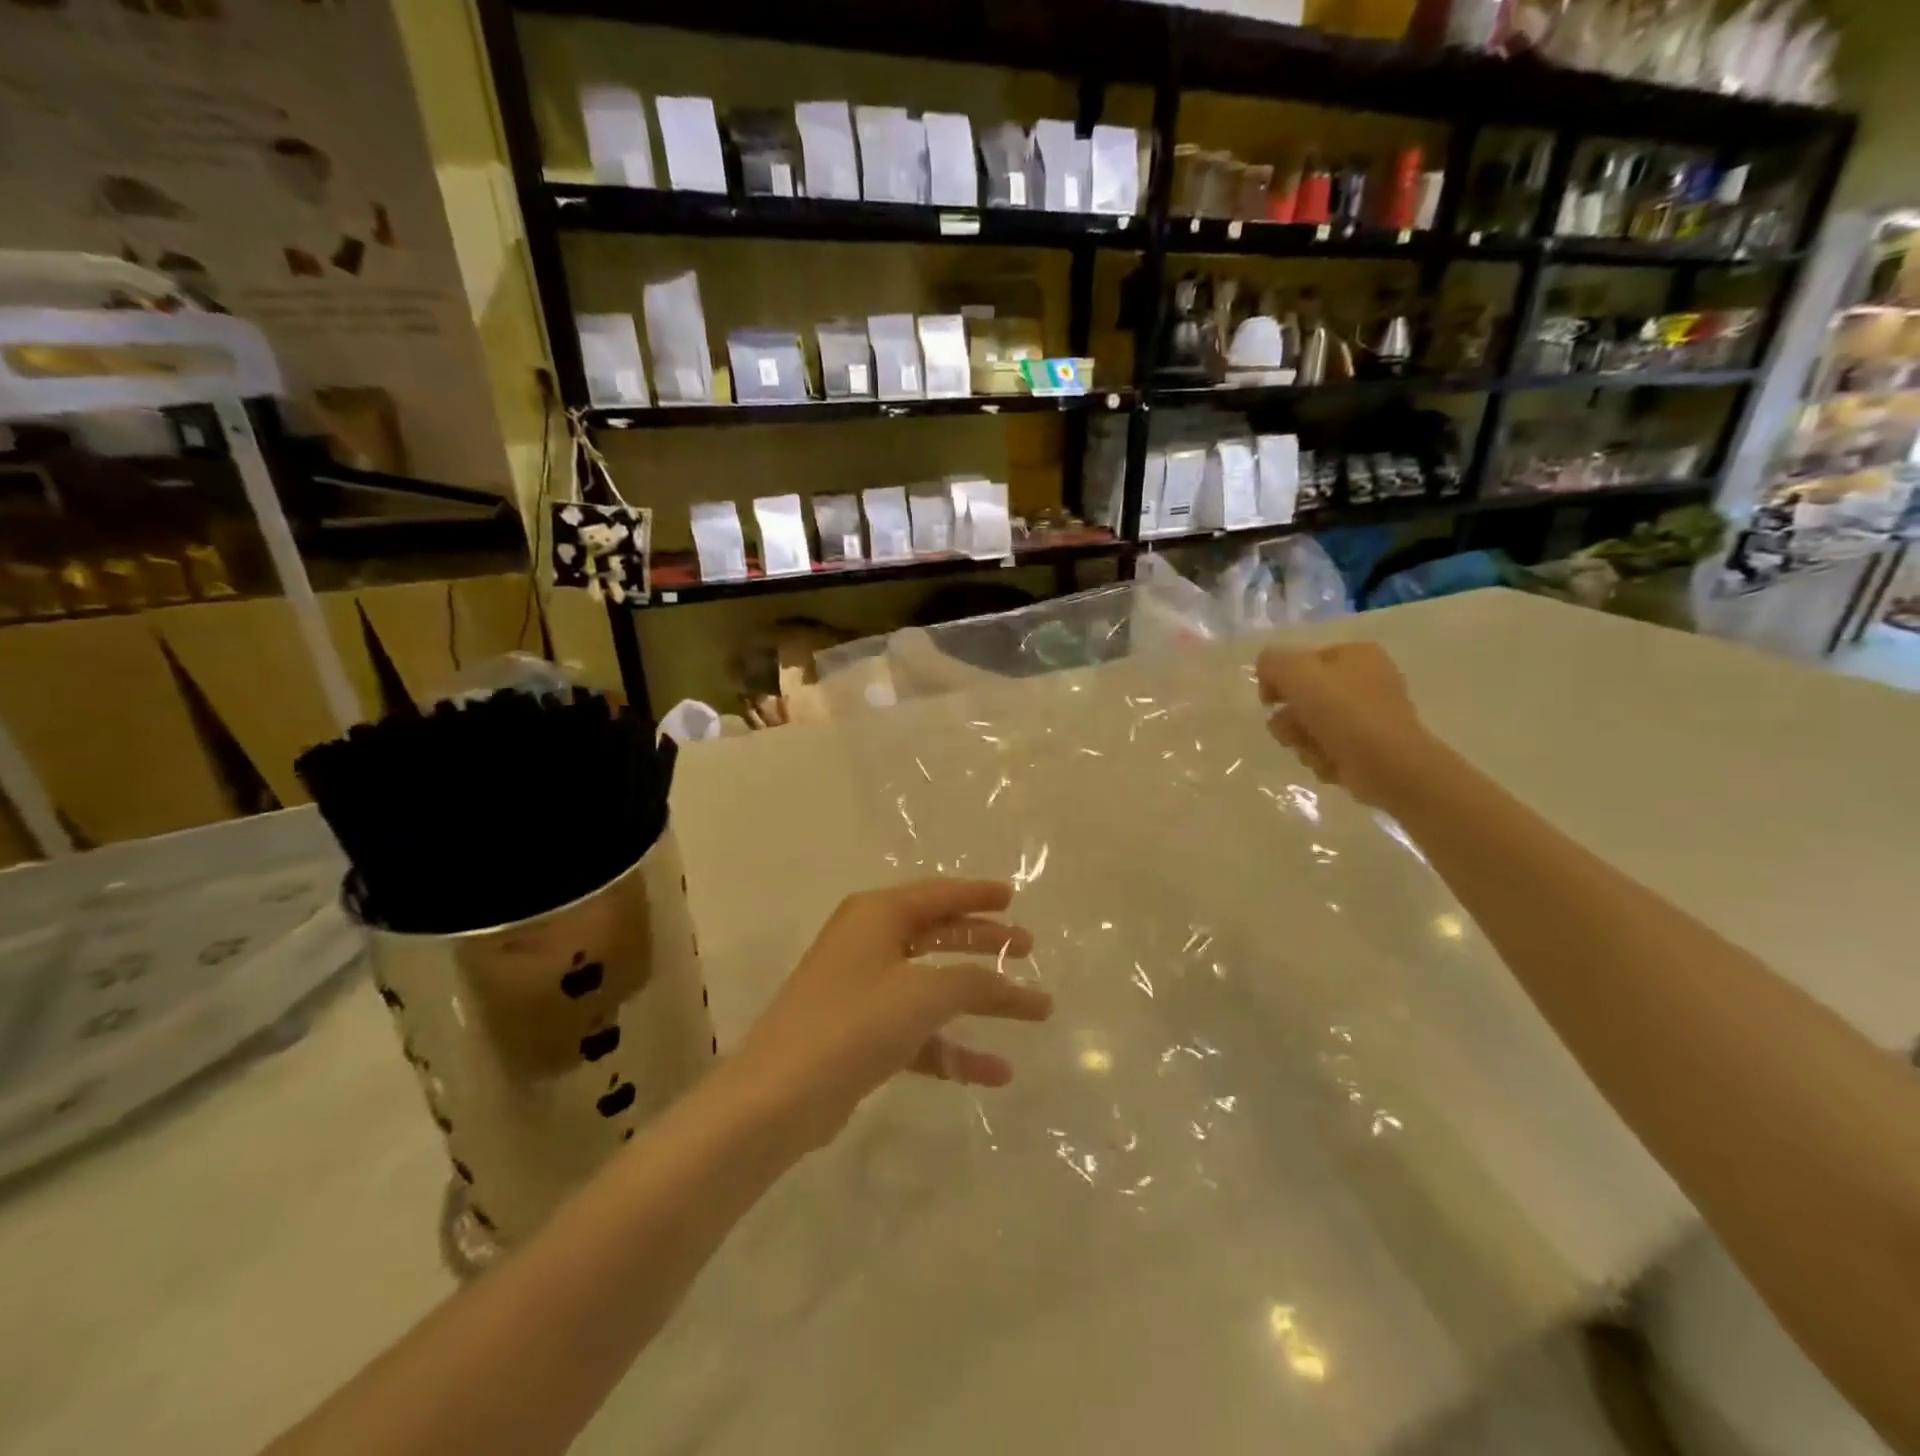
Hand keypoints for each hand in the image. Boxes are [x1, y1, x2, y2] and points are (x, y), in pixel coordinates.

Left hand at [728, 880, 1052, 1148]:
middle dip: (985, 943)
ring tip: (1034, 1010)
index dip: (977, 894)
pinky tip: (995, 1072)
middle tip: (1028, 948)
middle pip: (939, 935)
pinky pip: (919, 1030)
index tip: (1013, 897)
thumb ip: (973, 981)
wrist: (778, 1097)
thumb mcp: (923, 994)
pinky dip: (953, 1047)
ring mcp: (863, 990)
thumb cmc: (854, 1023)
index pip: (938, 894)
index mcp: (877, 915)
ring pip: (934, 985)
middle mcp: (869, 943)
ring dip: (980, 1000)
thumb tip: (1008, 982)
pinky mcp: (862, 1035)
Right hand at [1256, 642, 1431, 807]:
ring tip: (1314, 750)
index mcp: (1356, 654)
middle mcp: (1365, 680)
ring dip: (1302, 740)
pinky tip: (1331, 763)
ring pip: (1310, 726)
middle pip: (1304, 697)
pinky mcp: (1366, 748)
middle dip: (1291, 719)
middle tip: (1294, 729)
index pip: (1301, 662)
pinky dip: (1322, 757)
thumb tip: (1265, 671)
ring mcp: (1368, 716)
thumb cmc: (1344, 712)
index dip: (1279, 680)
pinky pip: (1326, 749)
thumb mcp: (1297, 673)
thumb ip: (1273, 663)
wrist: (1389, 766)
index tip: (1269, 701)